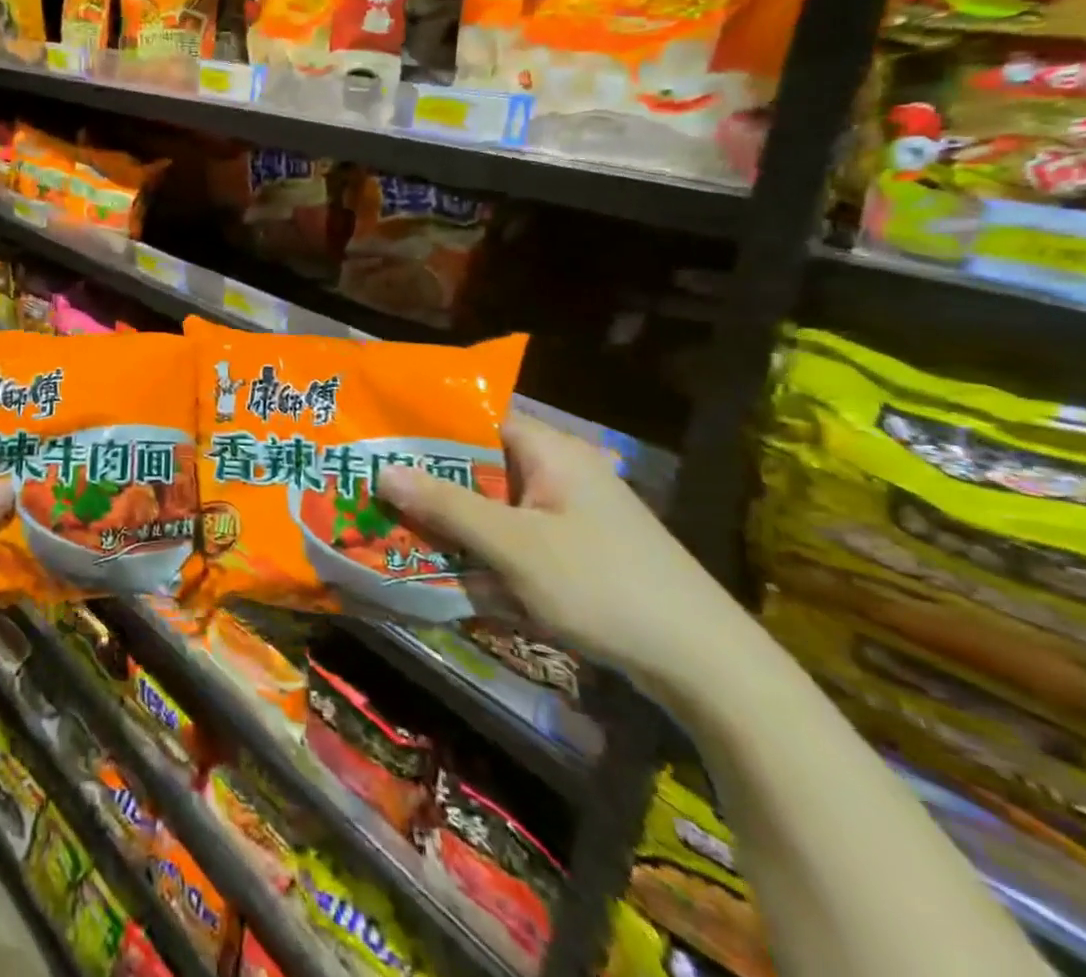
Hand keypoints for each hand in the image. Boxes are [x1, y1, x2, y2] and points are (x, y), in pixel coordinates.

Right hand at [380, 413, 748, 692]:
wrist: (707, 667)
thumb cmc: (604, 586)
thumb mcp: (516, 546)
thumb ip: (448, 506)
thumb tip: (383, 470)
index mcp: (550, 451)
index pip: (475, 419)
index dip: (425, 430)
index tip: (378, 445)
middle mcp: (559, 472)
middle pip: (479, 466)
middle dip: (432, 486)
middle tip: (378, 497)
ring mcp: (570, 514)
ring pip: (493, 507)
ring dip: (455, 526)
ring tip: (402, 539)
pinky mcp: (576, 552)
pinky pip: (514, 539)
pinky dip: (485, 553)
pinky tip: (456, 579)